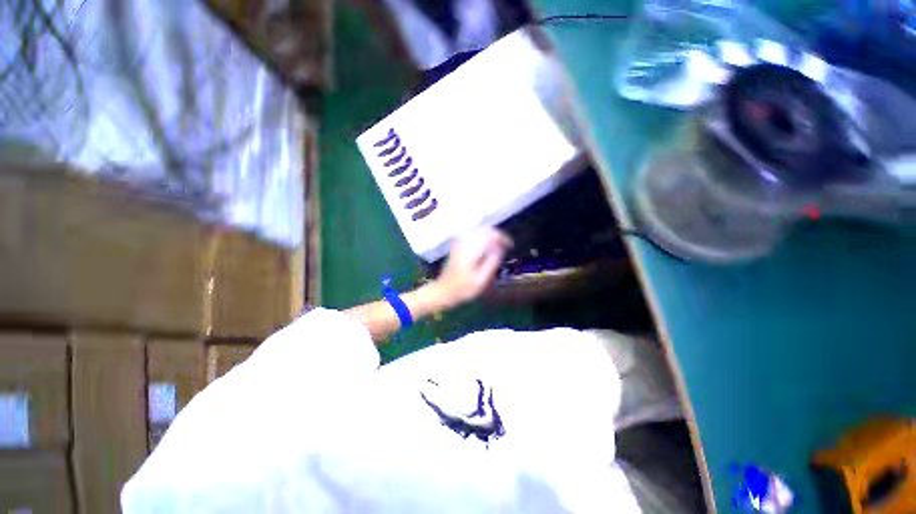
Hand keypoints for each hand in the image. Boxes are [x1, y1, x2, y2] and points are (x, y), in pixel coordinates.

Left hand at [431, 228, 512, 307]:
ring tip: (499, 246)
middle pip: (485, 230)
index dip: (503, 238)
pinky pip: (472, 235)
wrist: (444, 290)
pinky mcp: (457, 245)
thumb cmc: (464, 288)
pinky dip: (482, 237)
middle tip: (506, 245)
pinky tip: (486, 246)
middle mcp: (465, 241)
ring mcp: (459, 242)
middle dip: (497, 235)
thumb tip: (500, 248)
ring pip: (479, 231)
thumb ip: (492, 262)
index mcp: (471, 249)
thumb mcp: (481, 279)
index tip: (510, 245)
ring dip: (490, 236)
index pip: (490, 235)